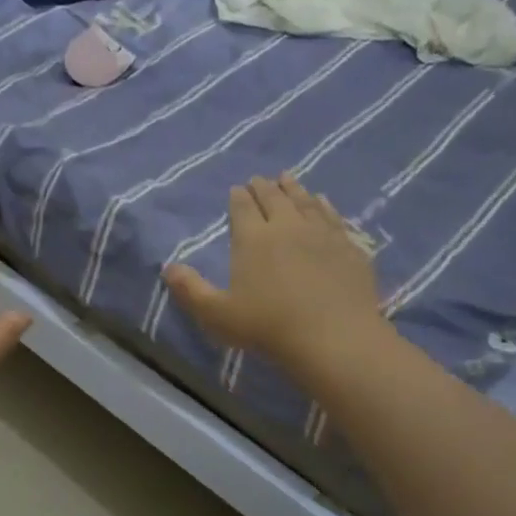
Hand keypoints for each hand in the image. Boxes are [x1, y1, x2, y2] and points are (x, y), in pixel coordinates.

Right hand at [162, 174, 390, 373]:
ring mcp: (322, 233)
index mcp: (253, 239)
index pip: (242, 208)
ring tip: (287, 178)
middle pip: (274, 198)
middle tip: (258, 179)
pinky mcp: (348, 246)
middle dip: (263, 187)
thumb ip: (190, 290)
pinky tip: (323, 201)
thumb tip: (167, 268)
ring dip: (293, 188)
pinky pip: (333, 216)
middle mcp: (287, 226)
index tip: (236, 189)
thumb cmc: (268, 326)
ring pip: (304, 201)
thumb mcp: (217, 314)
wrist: (334, 337)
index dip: (238, 197)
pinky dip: (324, 204)